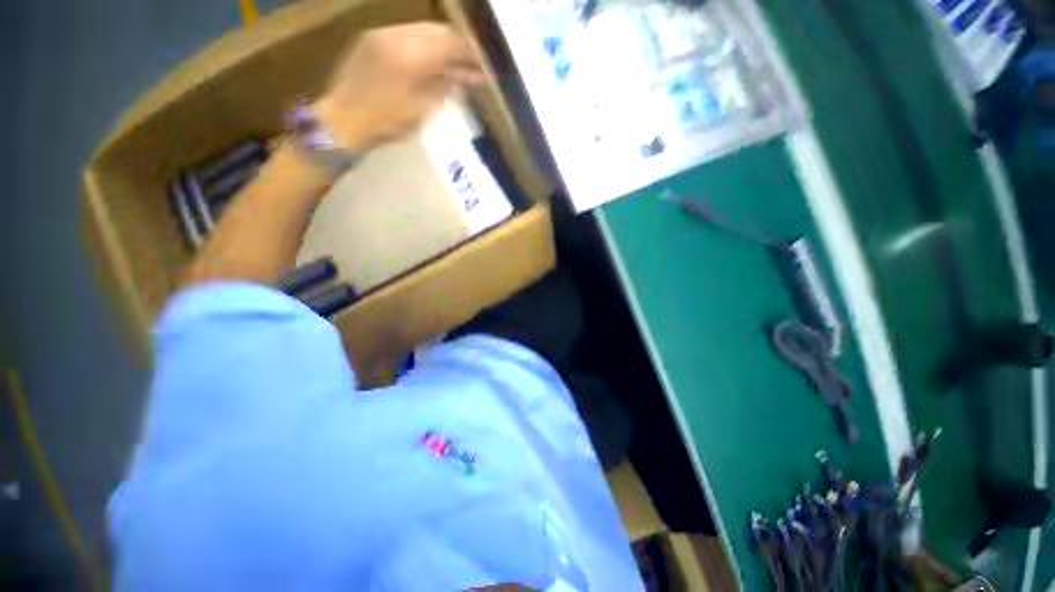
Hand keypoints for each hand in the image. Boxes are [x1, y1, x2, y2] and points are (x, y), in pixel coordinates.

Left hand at [312, 23, 483, 152]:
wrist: (342, 120)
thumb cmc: (386, 123)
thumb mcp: (422, 110)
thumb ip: (446, 88)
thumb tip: (467, 77)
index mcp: (411, 55)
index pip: (450, 43)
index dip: (470, 53)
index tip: (484, 66)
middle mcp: (396, 35)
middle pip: (438, 30)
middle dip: (458, 45)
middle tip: (472, 63)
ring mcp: (381, 33)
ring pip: (422, 29)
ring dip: (441, 43)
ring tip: (454, 61)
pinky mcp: (371, 38)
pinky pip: (406, 32)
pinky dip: (423, 43)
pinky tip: (430, 59)